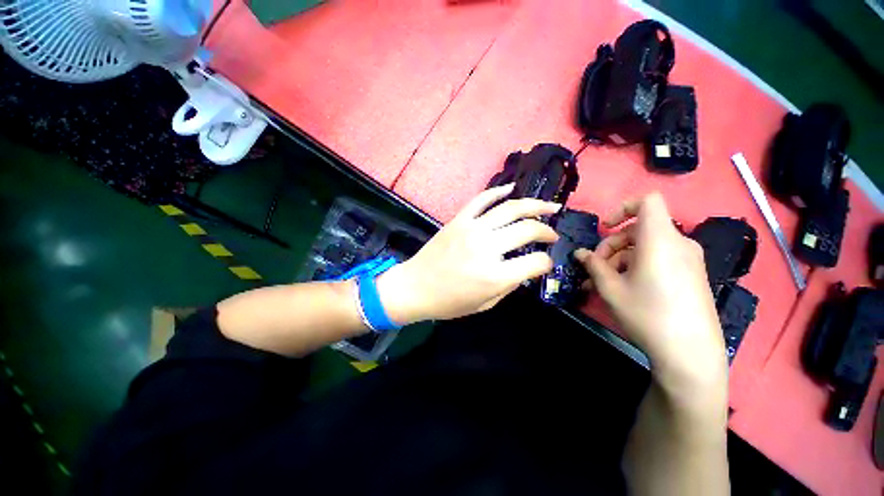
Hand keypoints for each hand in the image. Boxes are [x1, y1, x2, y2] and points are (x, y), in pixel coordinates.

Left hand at [377, 184, 560, 322]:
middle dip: (546, 231)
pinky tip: (512, 188)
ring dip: (534, 205)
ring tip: (550, 206)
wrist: (415, 287)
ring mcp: (471, 229)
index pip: (535, 262)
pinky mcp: (459, 220)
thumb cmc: (449, 302)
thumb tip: (525, 268)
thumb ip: (509, 285)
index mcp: (494, 275)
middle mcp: (486, 248)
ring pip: (509, 209)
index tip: (545, 263)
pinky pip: (481, 199)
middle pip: (527, 230)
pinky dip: (498, 191)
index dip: (546, 263)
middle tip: (553, 234)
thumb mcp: (485, 304)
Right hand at [574, 193, 726, 402]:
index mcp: (660, 239)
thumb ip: (593, 265)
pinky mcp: (690, 275)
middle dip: (611, 244)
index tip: (605, 228)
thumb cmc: (648, 314)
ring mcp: (687, 260)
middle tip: (594, 267)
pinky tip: (621, 288)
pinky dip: (636, 267)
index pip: (647, 201)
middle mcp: (678, 243)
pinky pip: (658, 260)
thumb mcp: (611, 288)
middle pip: (639, 228)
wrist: (691, 354)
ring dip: (619, 259)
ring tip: (600, 282)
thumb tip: (580, 253)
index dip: (623, 208)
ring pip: (645, 247)